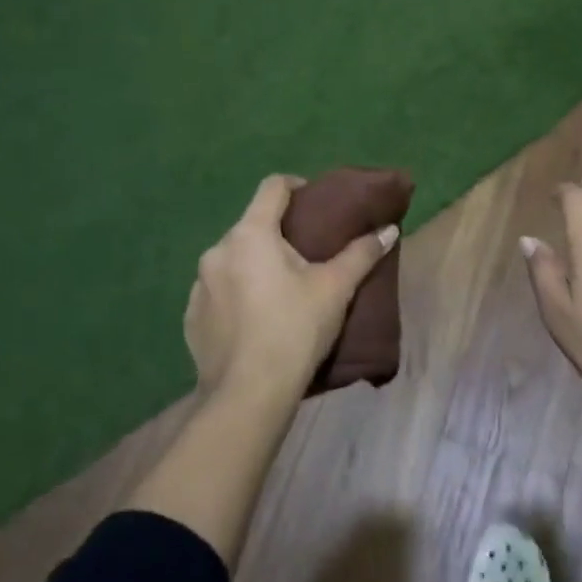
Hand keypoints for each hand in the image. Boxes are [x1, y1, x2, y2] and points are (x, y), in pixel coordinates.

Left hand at [186, 175, 398, 401]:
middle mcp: (217, 251)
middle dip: (278, 232)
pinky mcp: (191, 317)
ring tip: (282, 288)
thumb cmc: (295, 328)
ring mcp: (198, 285)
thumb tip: (389, 229)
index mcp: (250, 234)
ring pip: (233, 259)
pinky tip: (256, 318)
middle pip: (252, 225)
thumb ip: (362, 253)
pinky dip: (237, 293)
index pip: (272, 187)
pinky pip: (218, 291)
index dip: (296, 186)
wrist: (249, 395)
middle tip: (307, 252)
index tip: (315, 202)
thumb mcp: (336, 287)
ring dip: (255, 264)